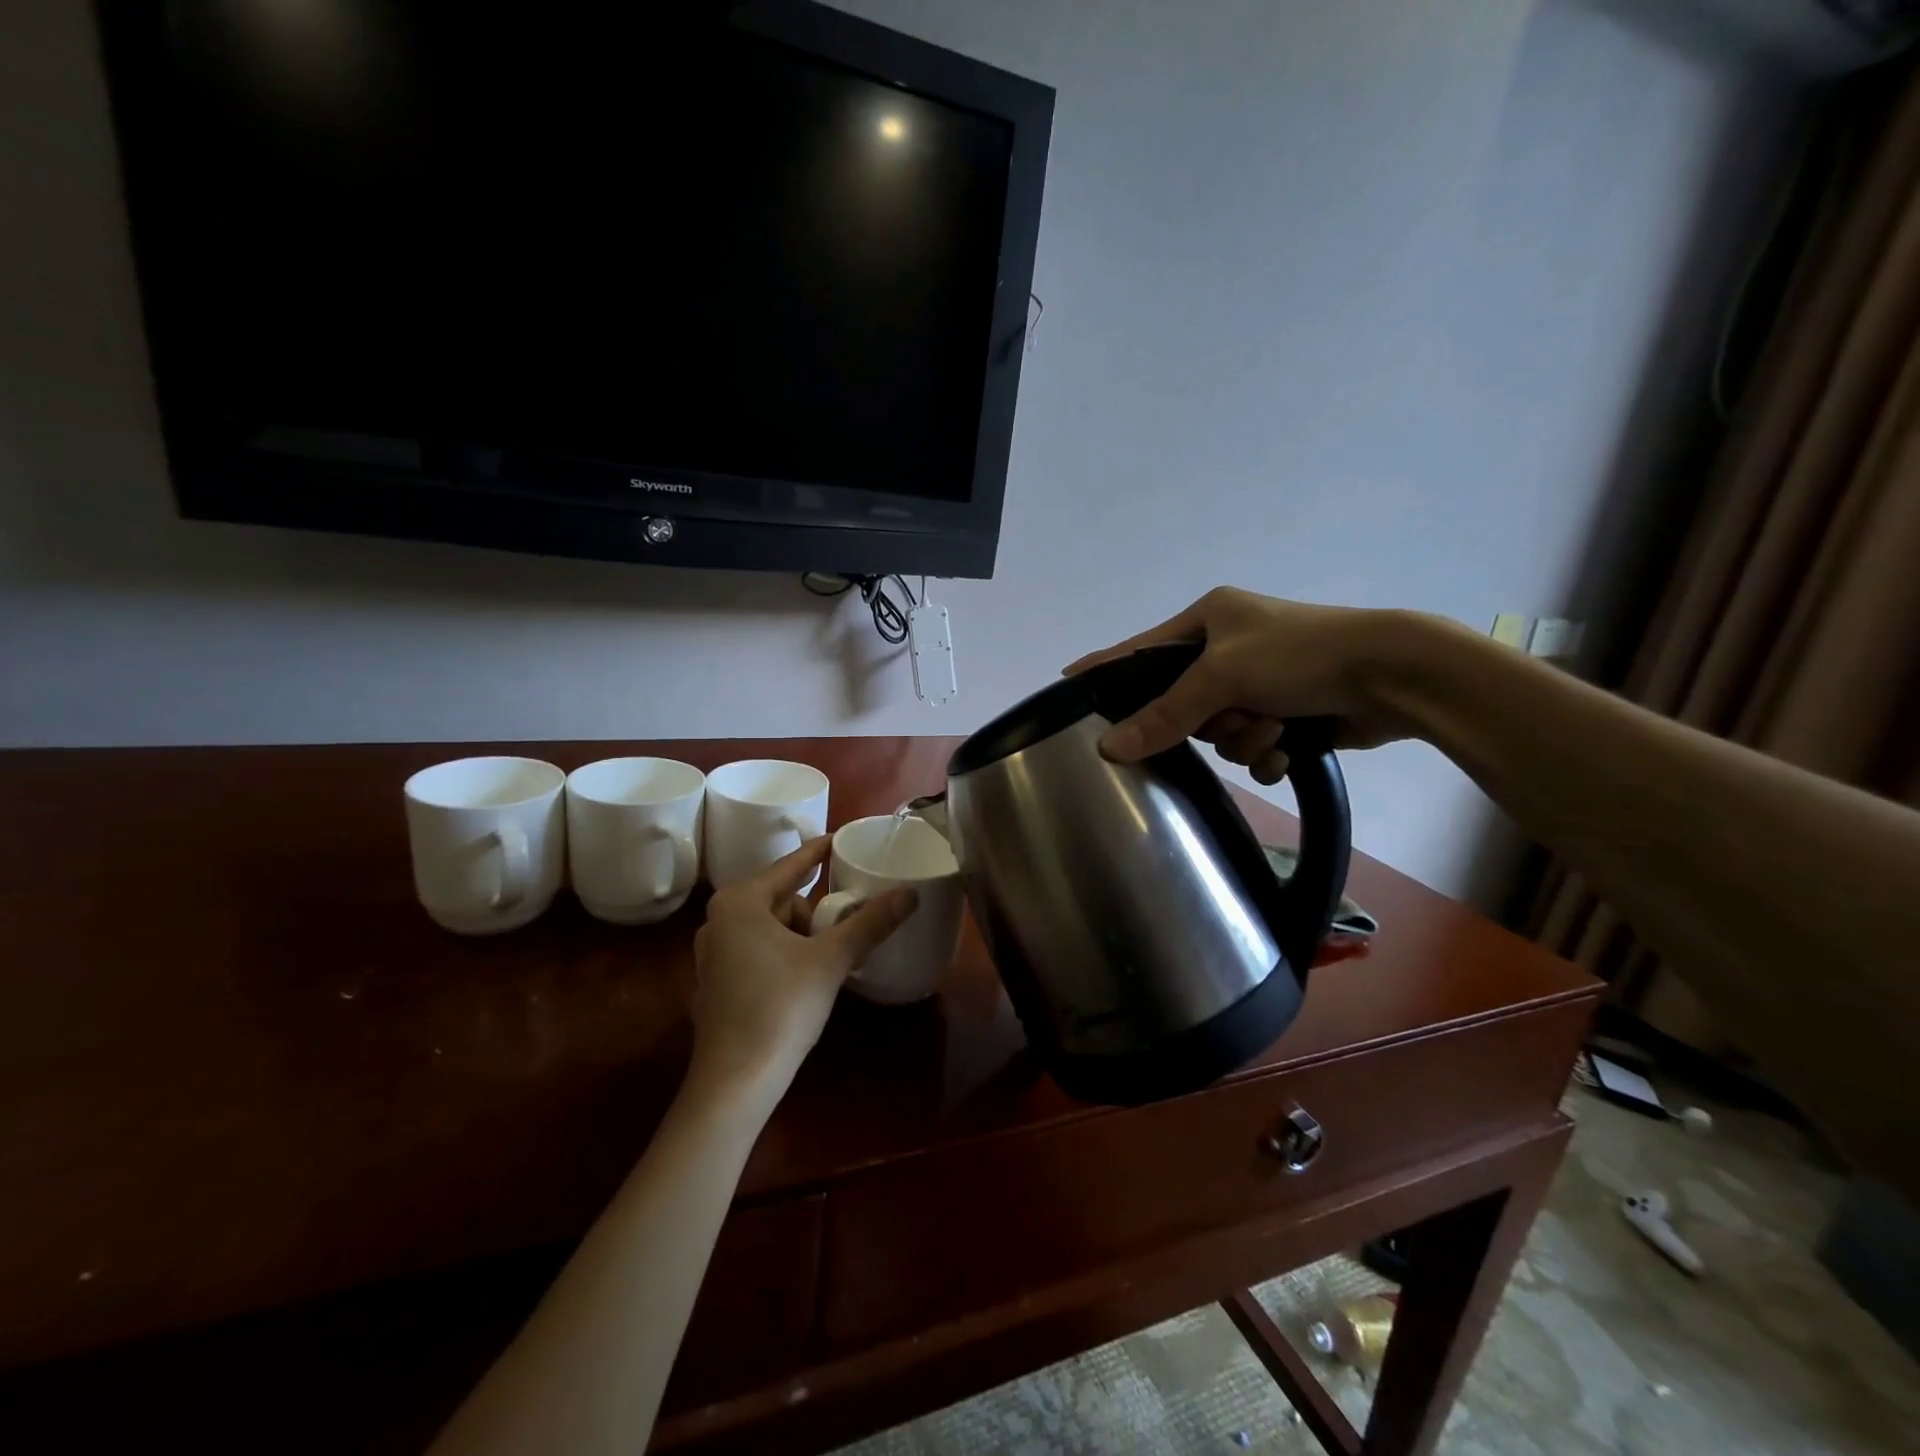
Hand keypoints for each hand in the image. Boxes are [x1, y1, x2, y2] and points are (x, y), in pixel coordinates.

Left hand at [688, 837, 917, 1106]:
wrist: (734, 1082)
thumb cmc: (780, 1008)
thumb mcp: (831, 960)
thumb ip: (870, 923)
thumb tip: (910, 893)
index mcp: (741, 902)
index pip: (790, 866)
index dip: (818, 852)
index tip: (840, 839)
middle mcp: (719, 920)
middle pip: (781, 898)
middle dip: (815, 909)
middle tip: (845, 926)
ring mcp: (712, 953)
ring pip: (770, 926)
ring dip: (801, 934)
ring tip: (829, 957)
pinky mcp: (715, 982)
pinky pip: (757, 949)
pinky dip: (784, 952)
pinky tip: (805, 976)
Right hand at [1063, 587, 1421, 782]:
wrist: (1393, 675)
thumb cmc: (1300, 655)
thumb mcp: (1223, 676)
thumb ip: (1165, 713)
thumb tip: (1109, 748)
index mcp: (1210, 619)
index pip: (1140, 648)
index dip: (1105, 667)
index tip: (1067, 680)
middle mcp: (1230, 648)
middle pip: (1183, 703)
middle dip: (1211, 721)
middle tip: (1234, 715)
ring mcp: (1261, 682)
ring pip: (1219, 732)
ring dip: (1245, 738)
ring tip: (1276, 728)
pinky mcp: (1288, 713)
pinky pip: (1252, 748)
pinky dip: (1268, 754)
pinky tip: (1289, 750)